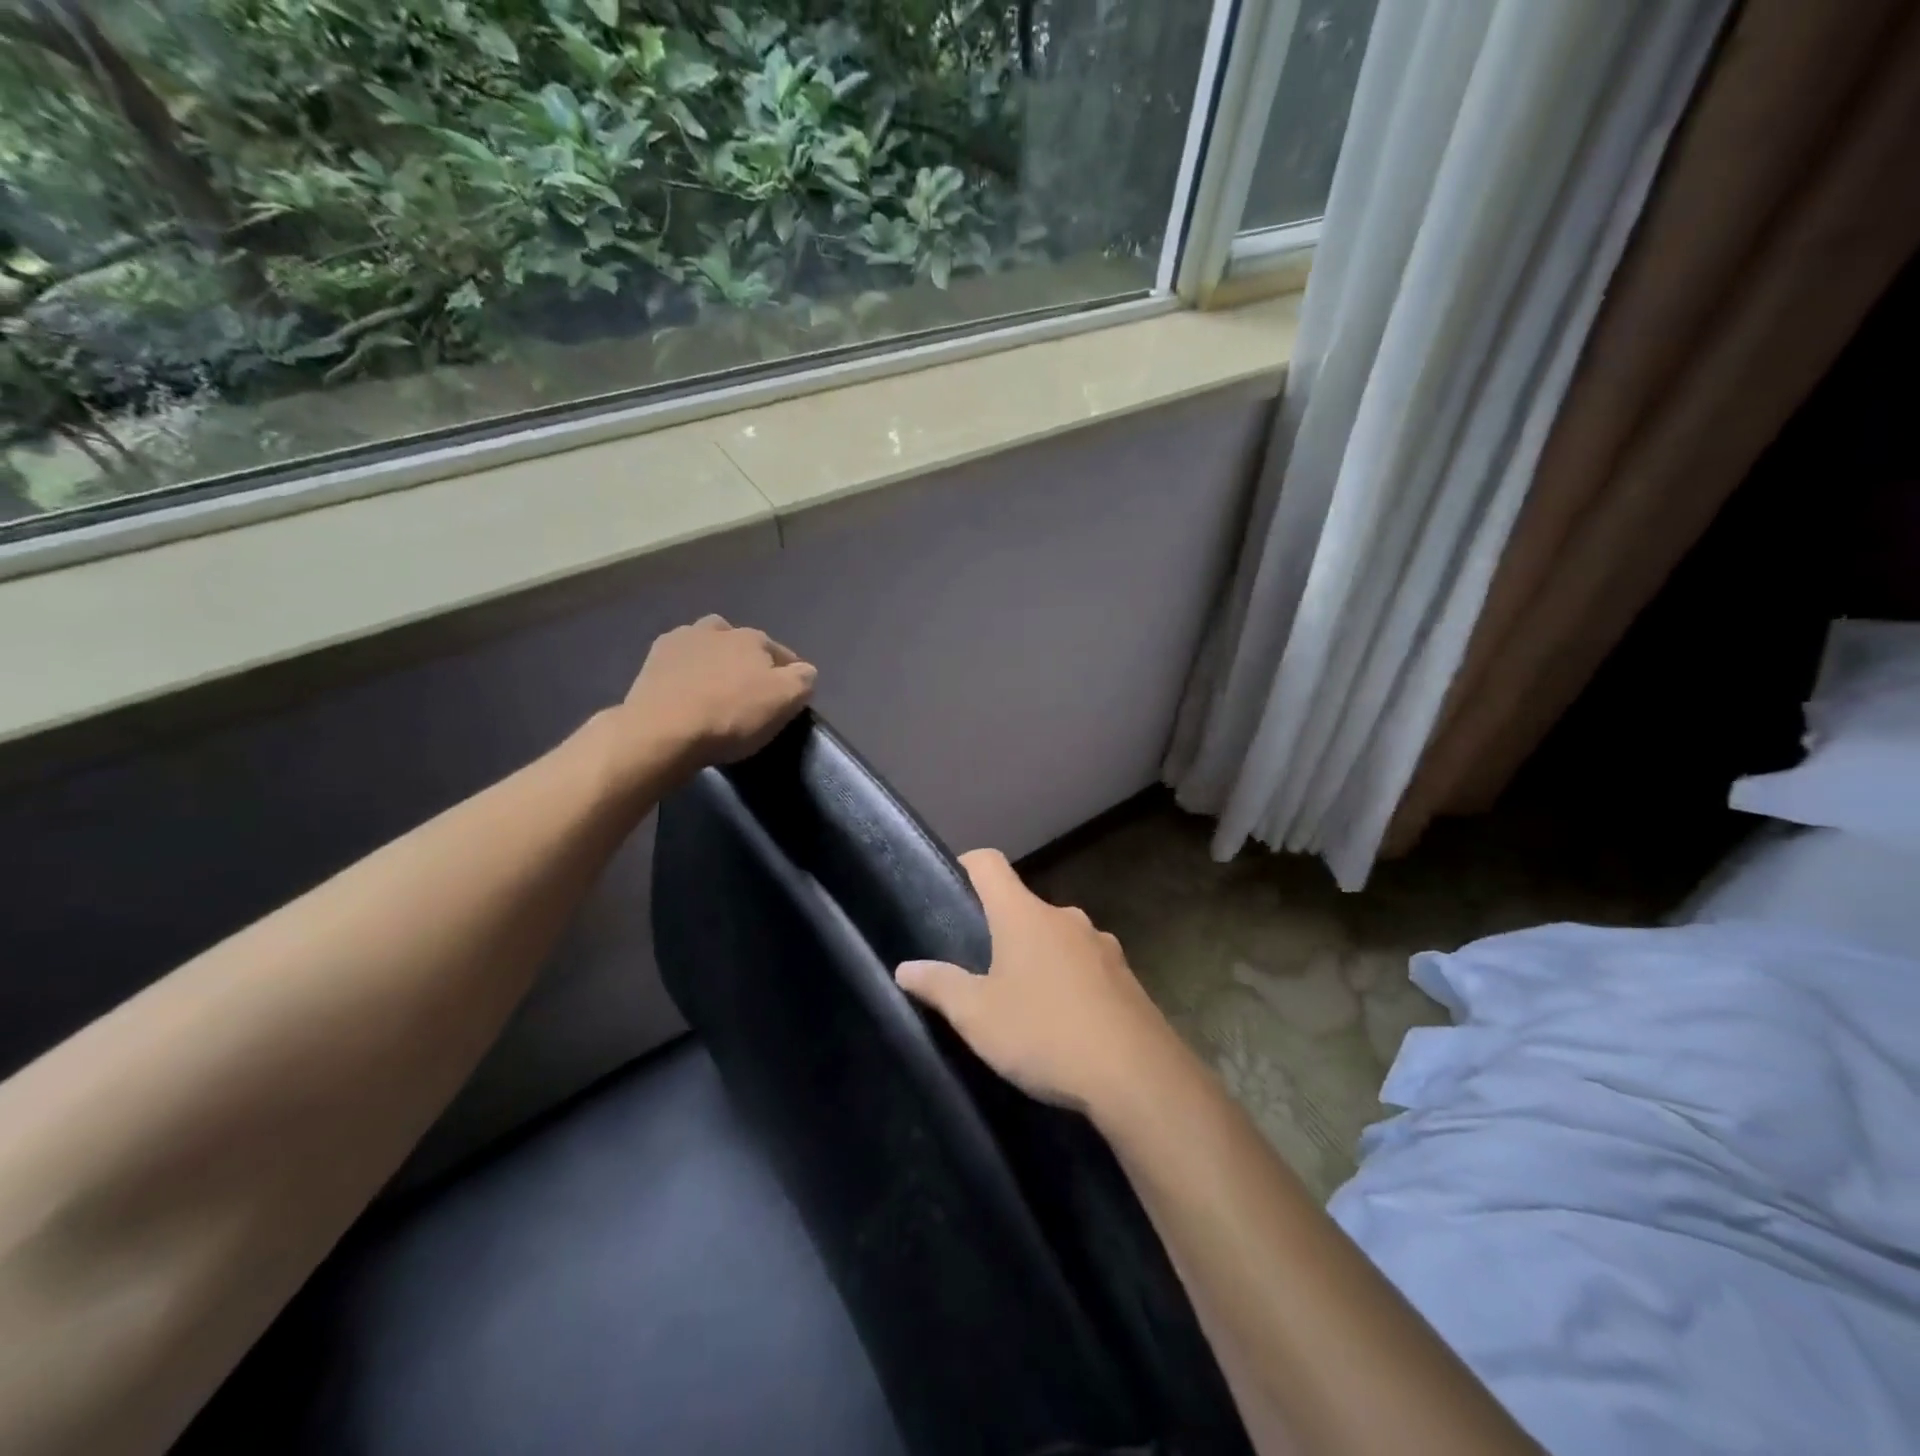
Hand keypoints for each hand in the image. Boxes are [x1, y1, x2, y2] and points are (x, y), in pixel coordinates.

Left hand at [618, 615, 815, 776]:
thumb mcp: (784, 701)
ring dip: (714, 661)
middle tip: (747, 692)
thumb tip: (804, 671)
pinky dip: (686, 673)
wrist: (662, 730)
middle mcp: (717, 630)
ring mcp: (680, 641)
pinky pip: (679, 662)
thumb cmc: (731, 716)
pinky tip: (686, 693)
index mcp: (753, 638)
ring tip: (714, 690)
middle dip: (747, 661)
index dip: (788, 675)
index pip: (781, 653)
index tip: (786, 699)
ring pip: (707, 646)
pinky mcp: (651, 660)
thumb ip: (802, 680)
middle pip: (741, 643)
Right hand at [894, 849, 1180, 1113]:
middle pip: (1024, 906)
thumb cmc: (1044, 1034)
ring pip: (1057, 938)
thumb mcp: (978, 1016)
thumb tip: (905, 968)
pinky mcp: (1127, 977)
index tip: (950, 886)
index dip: (967, 865)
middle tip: (979, 967)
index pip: (990, 864)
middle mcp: (1065, 917)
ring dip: (1038, 958)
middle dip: (1001, 929)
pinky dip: (1069, 981)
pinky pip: (1086, 966)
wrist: (1137, 1077)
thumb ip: (939, 986)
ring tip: (1022, 1001)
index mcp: (1024, 915)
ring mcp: (1102, 945)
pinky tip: (1064, 1023)